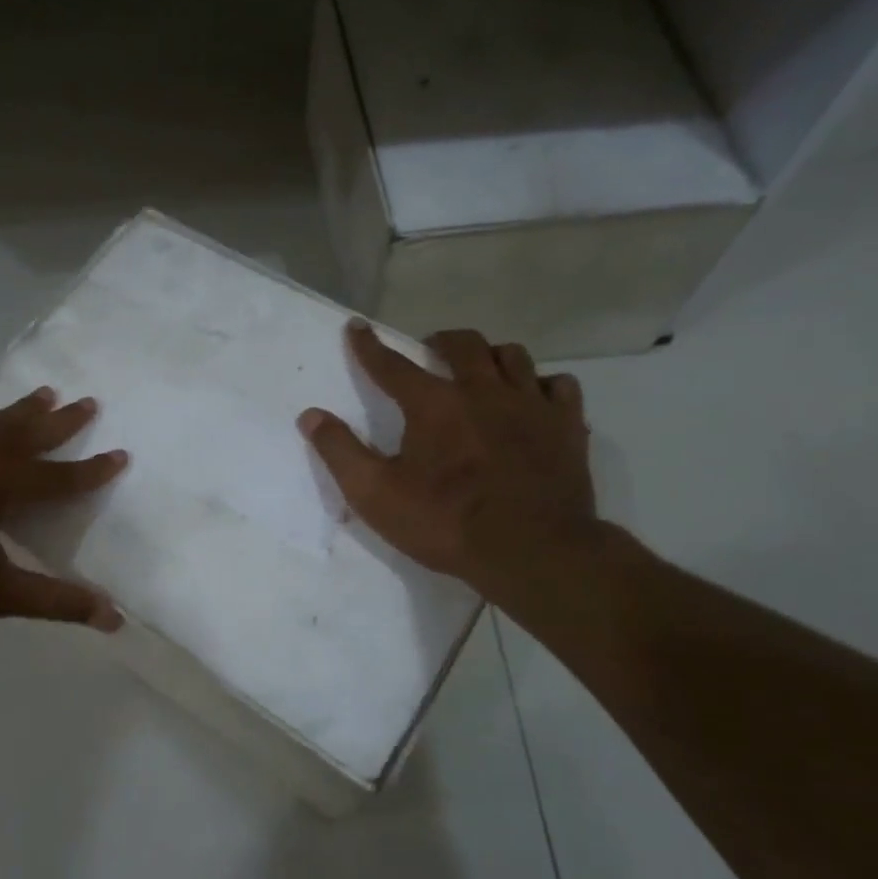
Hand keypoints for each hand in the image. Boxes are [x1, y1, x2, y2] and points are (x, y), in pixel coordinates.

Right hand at [298, 323, 598, 604]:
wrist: (531, 551)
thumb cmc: (446, 523)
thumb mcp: (376, 495)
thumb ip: (340, 452)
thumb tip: (310, 415)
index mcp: (434, 405)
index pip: (392, 366)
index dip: (369, 346)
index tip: (357, 327)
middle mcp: (483, 391)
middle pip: (463, 345)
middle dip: (440, 341)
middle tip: (429, 350)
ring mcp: (531, 405)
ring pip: (513, 356)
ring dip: (491, 355)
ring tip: (481, 369)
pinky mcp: (567, 426)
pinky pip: (559, 385)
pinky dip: (542, 384)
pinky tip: (534, 397)